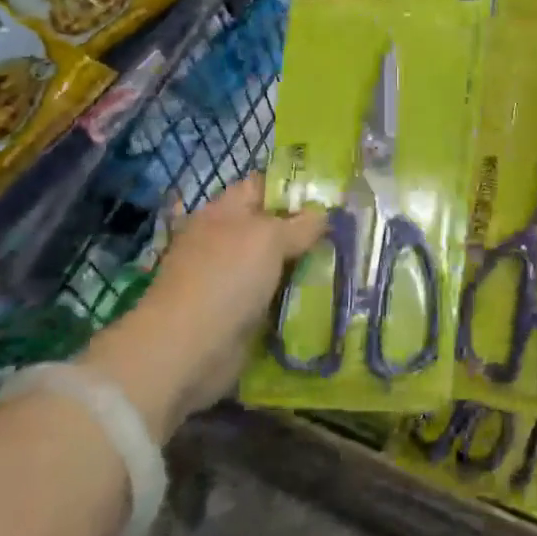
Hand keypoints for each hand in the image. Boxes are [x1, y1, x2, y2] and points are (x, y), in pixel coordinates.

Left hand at [83, 176, 324, 438]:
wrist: (187, 349)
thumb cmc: (226, 278)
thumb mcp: (269, 237)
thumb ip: (300, 224)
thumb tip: (323, 216)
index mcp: (224, 211)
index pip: (263, 186)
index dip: (295, 187)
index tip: (333, 196)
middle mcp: (226, 241)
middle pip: (274, 227)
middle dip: (308, 231)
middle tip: (349, 232)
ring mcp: (232, 279)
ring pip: (278, 264)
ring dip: (306, 266)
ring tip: (347, 263)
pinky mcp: (240, 313)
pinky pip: (276, 297)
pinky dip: (297, 297)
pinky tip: (327, 296)